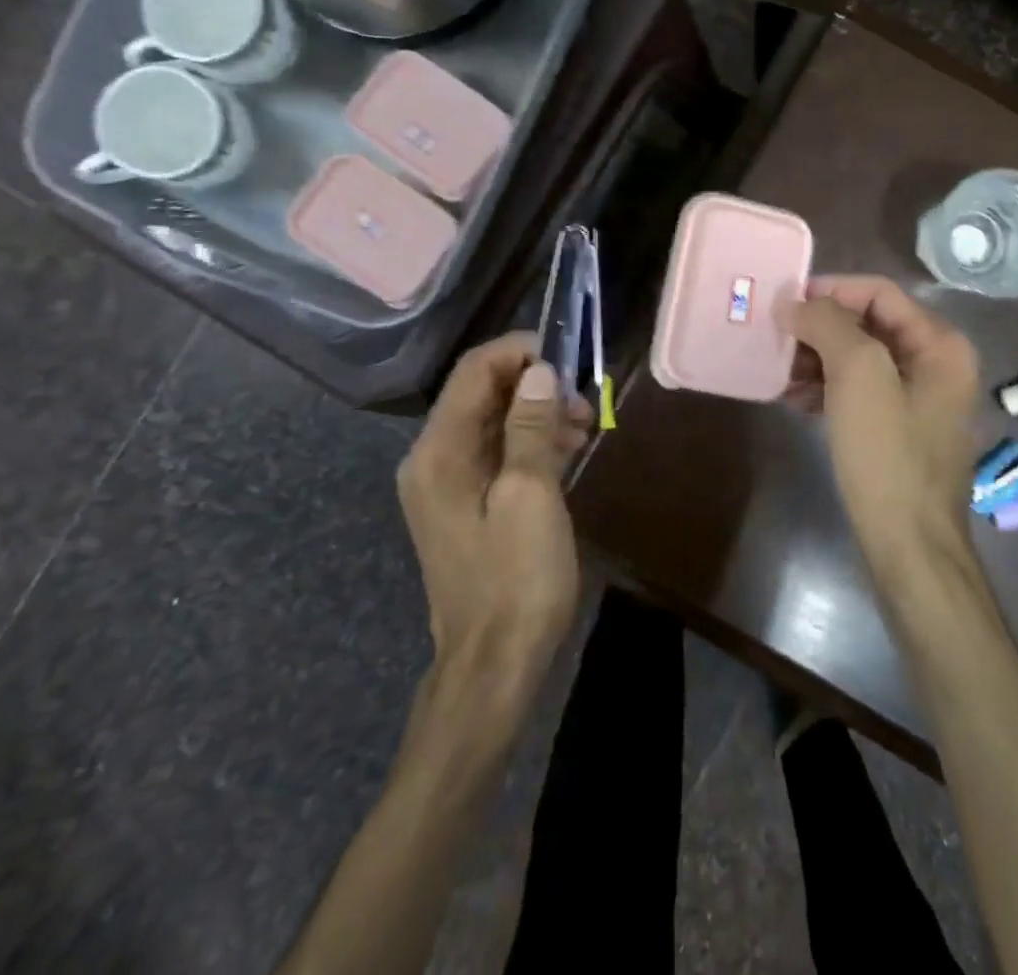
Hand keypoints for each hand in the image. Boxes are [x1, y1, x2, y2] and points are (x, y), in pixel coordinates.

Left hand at [397, 333, 592, 703]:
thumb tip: (539, 372)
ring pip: (494, 423)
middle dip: (535, 386)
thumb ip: (530, 426)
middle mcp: (433, 459)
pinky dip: (530, 443)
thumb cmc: (516, 578)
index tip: (567, 354)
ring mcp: (447, 484)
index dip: (519, 352)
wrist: (494, 664)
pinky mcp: (466, 504)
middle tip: (584, 400)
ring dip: (538, 414)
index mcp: (439, 451)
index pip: (474, 372)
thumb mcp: (531, 495)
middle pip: (482, 394)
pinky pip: (497, 453)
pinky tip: (567, 450)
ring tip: (585, 425)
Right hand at [786, 275, 981, 565]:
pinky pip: (857, 392)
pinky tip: (794, 401)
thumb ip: (828, 325)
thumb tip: (796, 303)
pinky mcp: (897, 429)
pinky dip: (825, 389)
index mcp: (940, 344)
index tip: (784, 303)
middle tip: (775, 338)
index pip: (879, 292)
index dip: (831, 290)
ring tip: (778, 373)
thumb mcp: (858, 376)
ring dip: (816, 360)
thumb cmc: (887, 453)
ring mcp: (918, 400)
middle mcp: (935, 364)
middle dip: (819, 329)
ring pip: (858, 360)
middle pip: (867, 324)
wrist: (909, 544)